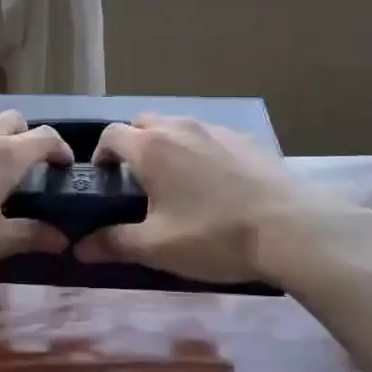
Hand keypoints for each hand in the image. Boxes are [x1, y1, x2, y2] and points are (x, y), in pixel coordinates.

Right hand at [75, 115, 362, 284]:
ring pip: (179, 127)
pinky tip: (216, 184)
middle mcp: (180, 128)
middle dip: (133, 145)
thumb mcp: (157, 248)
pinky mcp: (247, 140)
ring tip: (177, 181)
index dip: (101, 153)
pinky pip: (210, 136)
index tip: (104, 179)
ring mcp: (217, 130)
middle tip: (138, 180)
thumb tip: (79, 248)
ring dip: (167, 145)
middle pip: (143, 123)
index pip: (111, 134)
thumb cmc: (213, 236)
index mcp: (151, 148)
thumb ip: (114, 244)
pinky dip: (201, 151)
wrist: (292, 229)